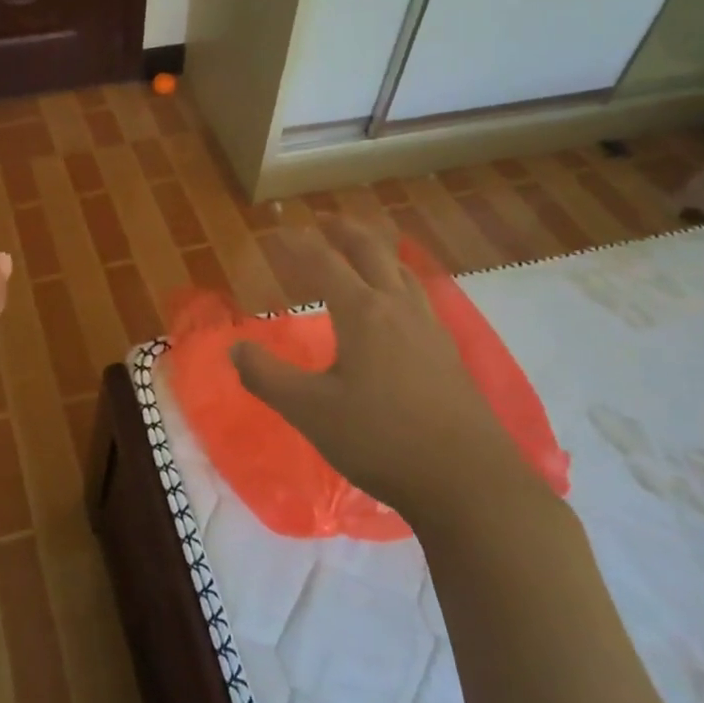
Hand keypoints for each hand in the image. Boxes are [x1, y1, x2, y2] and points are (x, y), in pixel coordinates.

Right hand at [230, 217, 532, 529]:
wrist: (468, 482)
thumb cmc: (381, 439)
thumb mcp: (309, 411)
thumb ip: (267, 377)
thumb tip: (235, 348)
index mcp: (363, 312)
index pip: (323, 262)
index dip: (296, 244)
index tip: (275, 233)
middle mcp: (398, 308)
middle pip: (371, 251)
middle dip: (344, 230)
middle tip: (323, 220)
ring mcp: (430, 328)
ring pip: (401, 270)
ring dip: (376, 250)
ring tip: (361, 250)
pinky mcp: (448, 352)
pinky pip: (418, 295)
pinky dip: (397, 279)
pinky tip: (397, 304)